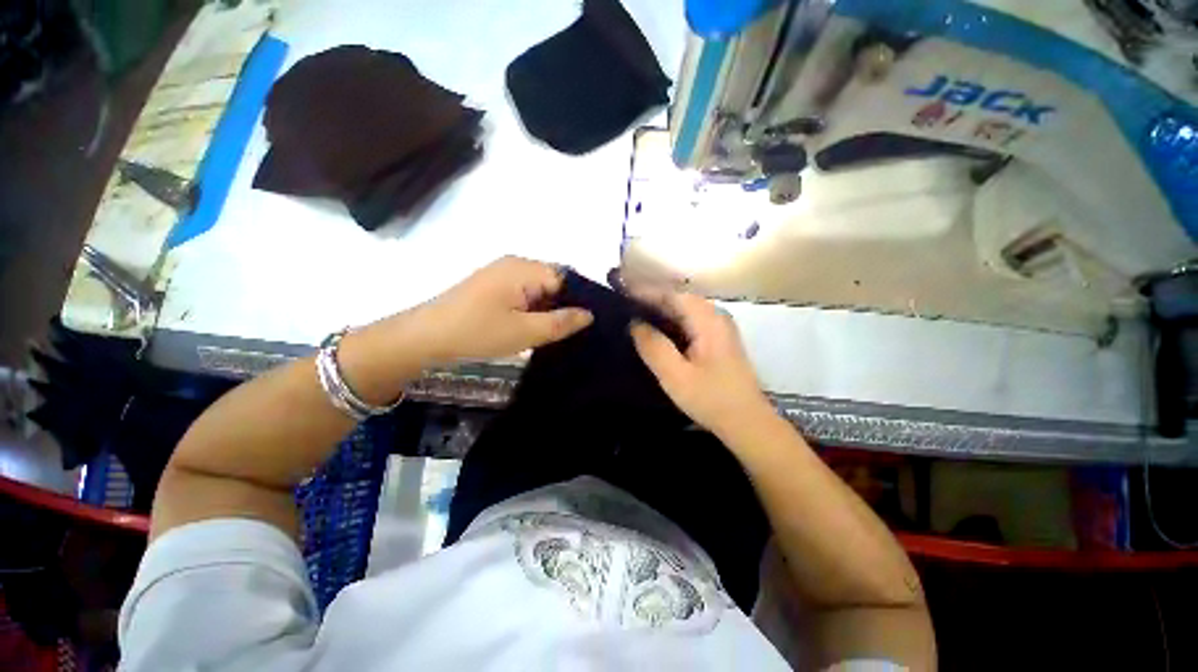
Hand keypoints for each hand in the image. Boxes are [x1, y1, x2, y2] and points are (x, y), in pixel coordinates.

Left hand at [420, 256, 593, 362]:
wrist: (424, 338)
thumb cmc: (477, 332)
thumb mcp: (525, 332)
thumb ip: (561, 322)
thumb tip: (589, 314)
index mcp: (523, 268)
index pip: (566, 278)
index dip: (577, 301)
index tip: (583, 326)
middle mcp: (515, 264)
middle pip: (553, 282)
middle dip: (562, 306)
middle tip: (568, 333)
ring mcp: (501, 273)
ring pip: (538, 289)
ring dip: (546, 309)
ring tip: (552, 333)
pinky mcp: (492, 285)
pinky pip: (523, 293)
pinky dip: (532, 309)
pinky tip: (531, 327)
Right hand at [628, 285, 775, 439]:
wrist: (747, 422)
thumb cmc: (711, 399)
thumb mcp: (675, 376)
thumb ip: (653, 346)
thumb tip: (634, 322)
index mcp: (707, 320)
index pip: (671, 294)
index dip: (644, 291)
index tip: (620, 290)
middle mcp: (716, 316)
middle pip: (678, 299)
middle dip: (650, 298)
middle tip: (623, 303)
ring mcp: (719, 327)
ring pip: (684, 309)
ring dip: (660, 309)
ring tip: (633, 313)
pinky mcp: (718, 339)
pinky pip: (689, 321)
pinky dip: (670, 321)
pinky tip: (656, 329)